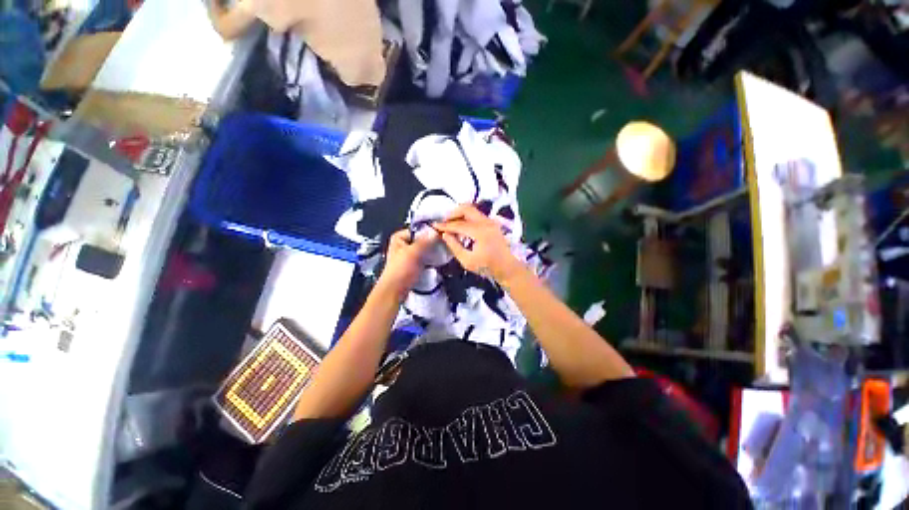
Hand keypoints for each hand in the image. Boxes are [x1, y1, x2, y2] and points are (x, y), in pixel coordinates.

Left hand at [377, 229, 438, 300]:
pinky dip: (430, 259)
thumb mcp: (413, 253)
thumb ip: (425, 241)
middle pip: (422, 240)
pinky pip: (424, 259)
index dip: (429, 232)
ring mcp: (408, 256)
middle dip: (432, 243)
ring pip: (424, 250)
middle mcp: (402, 245)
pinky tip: (438, 261)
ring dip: (432, 252)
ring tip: (443, 253)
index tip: (441, 235)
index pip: (418, 230)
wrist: (395, 291)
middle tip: (444, 245)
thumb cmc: (401, 270)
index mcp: (399, 238)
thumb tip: (436, 232)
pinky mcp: (412, 265)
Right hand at [435, 204, 521, 282]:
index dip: (445, 225)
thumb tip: (445, 235)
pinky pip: (477, 215)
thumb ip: (454, 246)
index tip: (435, 225)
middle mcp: (486, 222)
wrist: (507, 268)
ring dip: (460, 215)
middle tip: (445, 222)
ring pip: (472, 210)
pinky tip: (462, 228)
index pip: (458, 224)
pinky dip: (467, 218)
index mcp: (480, 232)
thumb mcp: (467, 261)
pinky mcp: (492, 224)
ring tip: (452, 225)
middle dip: (453, 213)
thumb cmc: (487, 267)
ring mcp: (491, 221)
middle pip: (466, 208)